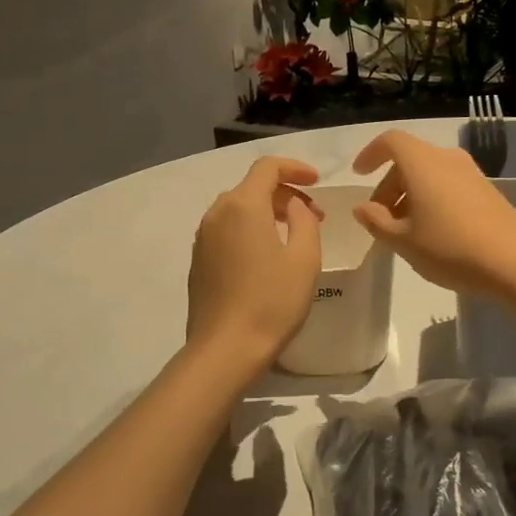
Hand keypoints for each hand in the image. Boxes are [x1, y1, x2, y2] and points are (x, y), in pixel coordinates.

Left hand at [186, 156, 322, 371]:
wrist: (225, 348)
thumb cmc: (272, 302)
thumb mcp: (304, 259)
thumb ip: (304, 221)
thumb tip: (294, 206)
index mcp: (243, 206)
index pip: (267, 167)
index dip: (295, 168)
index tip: (316, 182)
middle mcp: (217, 213)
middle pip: (252, 186)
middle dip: (284, 193)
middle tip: (313, 215)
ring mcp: (203, 237)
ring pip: (238, 208)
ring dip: (267, 212)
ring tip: (292, 235)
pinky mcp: (198, 260)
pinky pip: (226, 229)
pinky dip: (249, 229)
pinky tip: (266, 255)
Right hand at [351, 131, 515, 294]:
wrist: (514, 262)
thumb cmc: (449, 248)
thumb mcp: (403, 241)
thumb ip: (377, 221)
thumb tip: (362, 207)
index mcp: (422, 163)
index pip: (391, 142)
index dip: (371, 154)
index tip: (360, 175)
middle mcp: (447, 159)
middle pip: (409, 159)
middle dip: (389, 184)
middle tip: (379, 217)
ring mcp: (470, 173)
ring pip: (429, 173)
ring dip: (410, 193)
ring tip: (403, 229)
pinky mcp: (486, 189)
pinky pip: (448, 183)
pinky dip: (431, 197)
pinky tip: (431, 230)